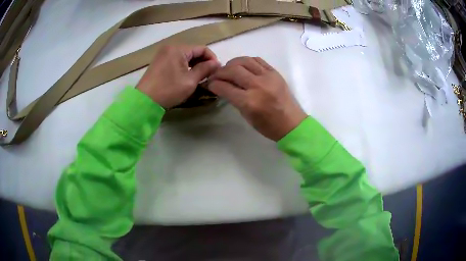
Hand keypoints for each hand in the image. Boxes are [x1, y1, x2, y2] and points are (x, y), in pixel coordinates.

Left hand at [136, 45, 219, 108]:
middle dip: (203, 62)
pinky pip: (176, 59)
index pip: (202, 48)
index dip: (212, 58)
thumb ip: (205, 69)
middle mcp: (170, 47)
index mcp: (178, 49)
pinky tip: (187, 75)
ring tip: (199, 76)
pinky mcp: (159, 61)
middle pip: (193, 51)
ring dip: (194, 64)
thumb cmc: (168, 90)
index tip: (216, 70)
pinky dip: (184, 66)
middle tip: (209, 75)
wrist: (144, 101)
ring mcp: (163, 54)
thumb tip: (217, 64)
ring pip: (185, 56)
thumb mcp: (190, 81)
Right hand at [208, 57, 306, 140]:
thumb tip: (222, 86)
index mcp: (249, 102)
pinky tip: (243, 66)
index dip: (212, 84)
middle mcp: (258, 86)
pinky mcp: (275, 72)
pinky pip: (257, 60)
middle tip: (216, 76)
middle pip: (232, 70)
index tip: (209, 83)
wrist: (291, 123)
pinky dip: (246, 61)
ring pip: (244, 61)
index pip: (224, 87)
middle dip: (219, 72)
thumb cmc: (268, 126)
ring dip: (232, 63)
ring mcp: (268, 77)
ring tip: (228, 69)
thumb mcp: (246, 116)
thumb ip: (234, 99)